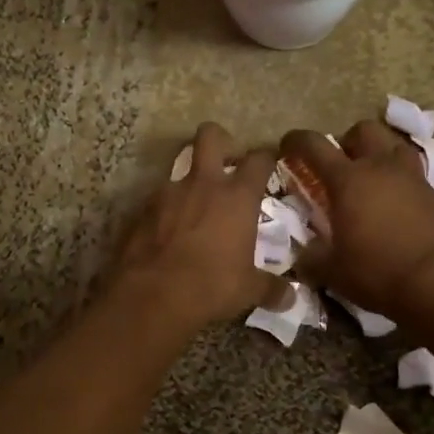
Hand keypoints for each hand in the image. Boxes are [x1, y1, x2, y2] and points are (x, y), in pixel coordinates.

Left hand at [111, 123, 286, 327]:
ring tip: (195, 209)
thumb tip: (292, 298)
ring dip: (190, 182)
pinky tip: (168, 232)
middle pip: (210, 136)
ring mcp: (168, 192)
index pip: (259, 159)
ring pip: (180, 169)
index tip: (270, 163)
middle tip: (226, 160)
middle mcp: (203, 184)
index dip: (266, 157)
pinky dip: (166, 210)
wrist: (151, 295)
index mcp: (237, 196)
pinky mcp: (141, 209)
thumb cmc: (210, 286)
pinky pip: (158, 199)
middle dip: (220, 139)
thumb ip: (271, 288)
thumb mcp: (247, 290)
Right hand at [281, 121, 433, 321]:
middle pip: (363, 130)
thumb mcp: (333, 271)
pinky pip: (416, 176)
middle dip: (347, 141)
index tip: (287, 145)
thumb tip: (301, 256)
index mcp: (348, 180)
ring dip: (380, 153)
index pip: (314, 145)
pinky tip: (400, 206)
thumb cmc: (380, 273)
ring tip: (373, 178)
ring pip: (395, 144)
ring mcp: (414, 178)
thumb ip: (312, 258)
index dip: (296, 140)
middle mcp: (381, 167)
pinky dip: (403, 183)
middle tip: (340, 165)